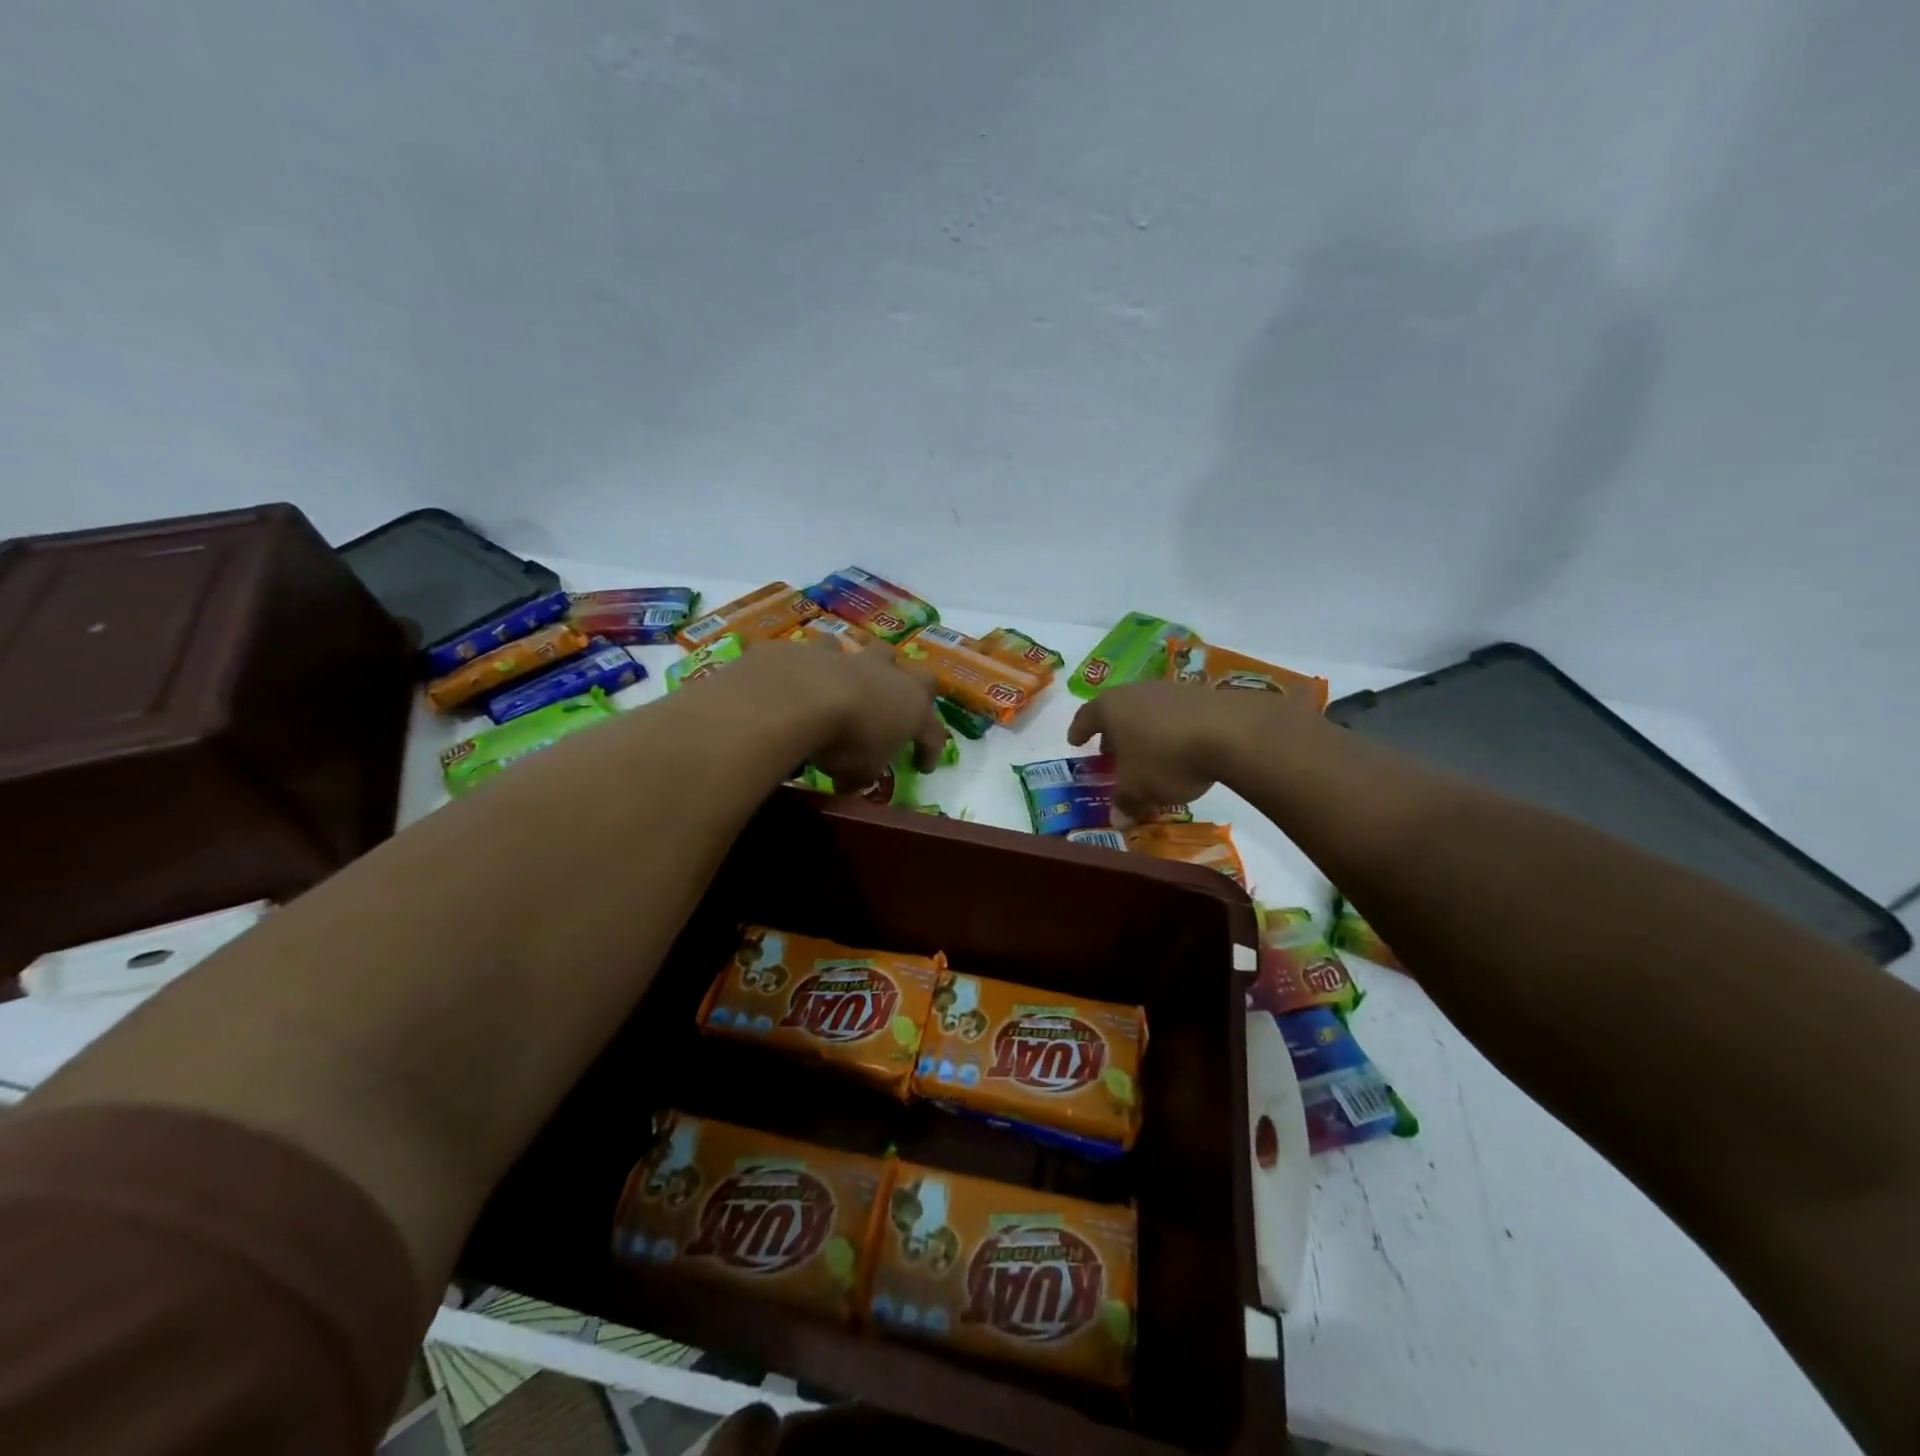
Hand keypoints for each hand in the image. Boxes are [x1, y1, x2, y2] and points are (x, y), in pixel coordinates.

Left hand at [737, 639, 948, 788]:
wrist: (803, 697)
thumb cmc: (846, 741)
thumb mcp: (860, 772)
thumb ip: (863, 774)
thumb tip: (855, 780)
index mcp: (914, 712)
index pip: (933, 734)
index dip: (931, 752)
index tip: (923, 768)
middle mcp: (894, 680)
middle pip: (923, 679)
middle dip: (919, 692)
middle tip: (906, 709)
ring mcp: (861, 660)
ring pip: (882, 652)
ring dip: (878, 666)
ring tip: (865, 679)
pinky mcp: (825, 649)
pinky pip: (832, 649)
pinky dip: (829, 658)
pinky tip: (818, 668)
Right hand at [1067, 679, 1307, 817]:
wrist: (1230, 732)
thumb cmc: (1166, 758)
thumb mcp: (1139, 789)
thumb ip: (1124, 803)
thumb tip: (1117, 820)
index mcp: (1111, 708)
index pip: (1086, 716)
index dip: (1079, 731)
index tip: (1075, 742)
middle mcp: (1136, 691)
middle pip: (1117, 710)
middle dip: (1112, 732)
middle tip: (1109, 752)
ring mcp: (1170, 689)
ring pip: (1146, 710)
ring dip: (1142, 731)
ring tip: (1145, 753)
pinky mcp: (1200, 695)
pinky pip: (1174, 714)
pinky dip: (1169, 730)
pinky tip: (1178, 749)